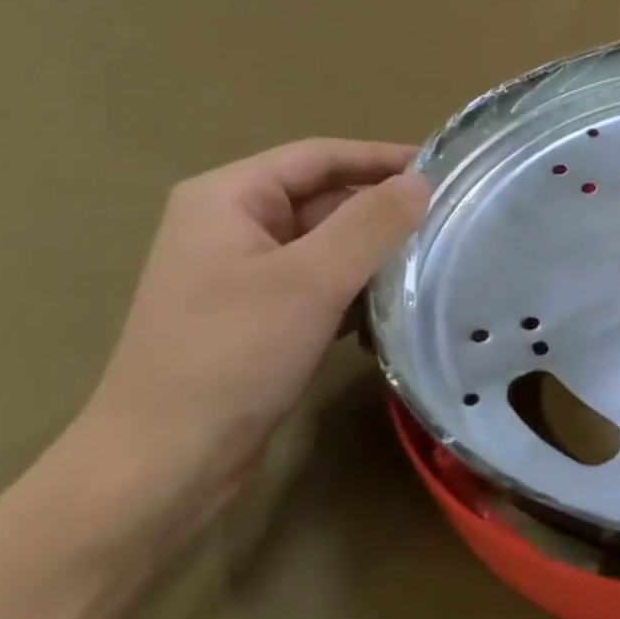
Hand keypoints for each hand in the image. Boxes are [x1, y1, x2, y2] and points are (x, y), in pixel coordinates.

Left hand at [77, 140, 428, 540]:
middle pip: (325, 201)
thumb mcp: (310, 280)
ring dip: (377, 258)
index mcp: (229, 198)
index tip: (445, 169)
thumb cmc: (232, 355)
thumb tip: (421, 181)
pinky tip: (396, 314)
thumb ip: (371, 223)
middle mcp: (233, 227)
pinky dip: (358, 295)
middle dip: (385, 213)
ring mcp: (245, 276)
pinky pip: (322, 288)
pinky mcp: (261, 319)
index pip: (319, 157)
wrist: (166, 460)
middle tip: (453, 224)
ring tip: (438, 266)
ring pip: (329, 249)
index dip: (382, 157)